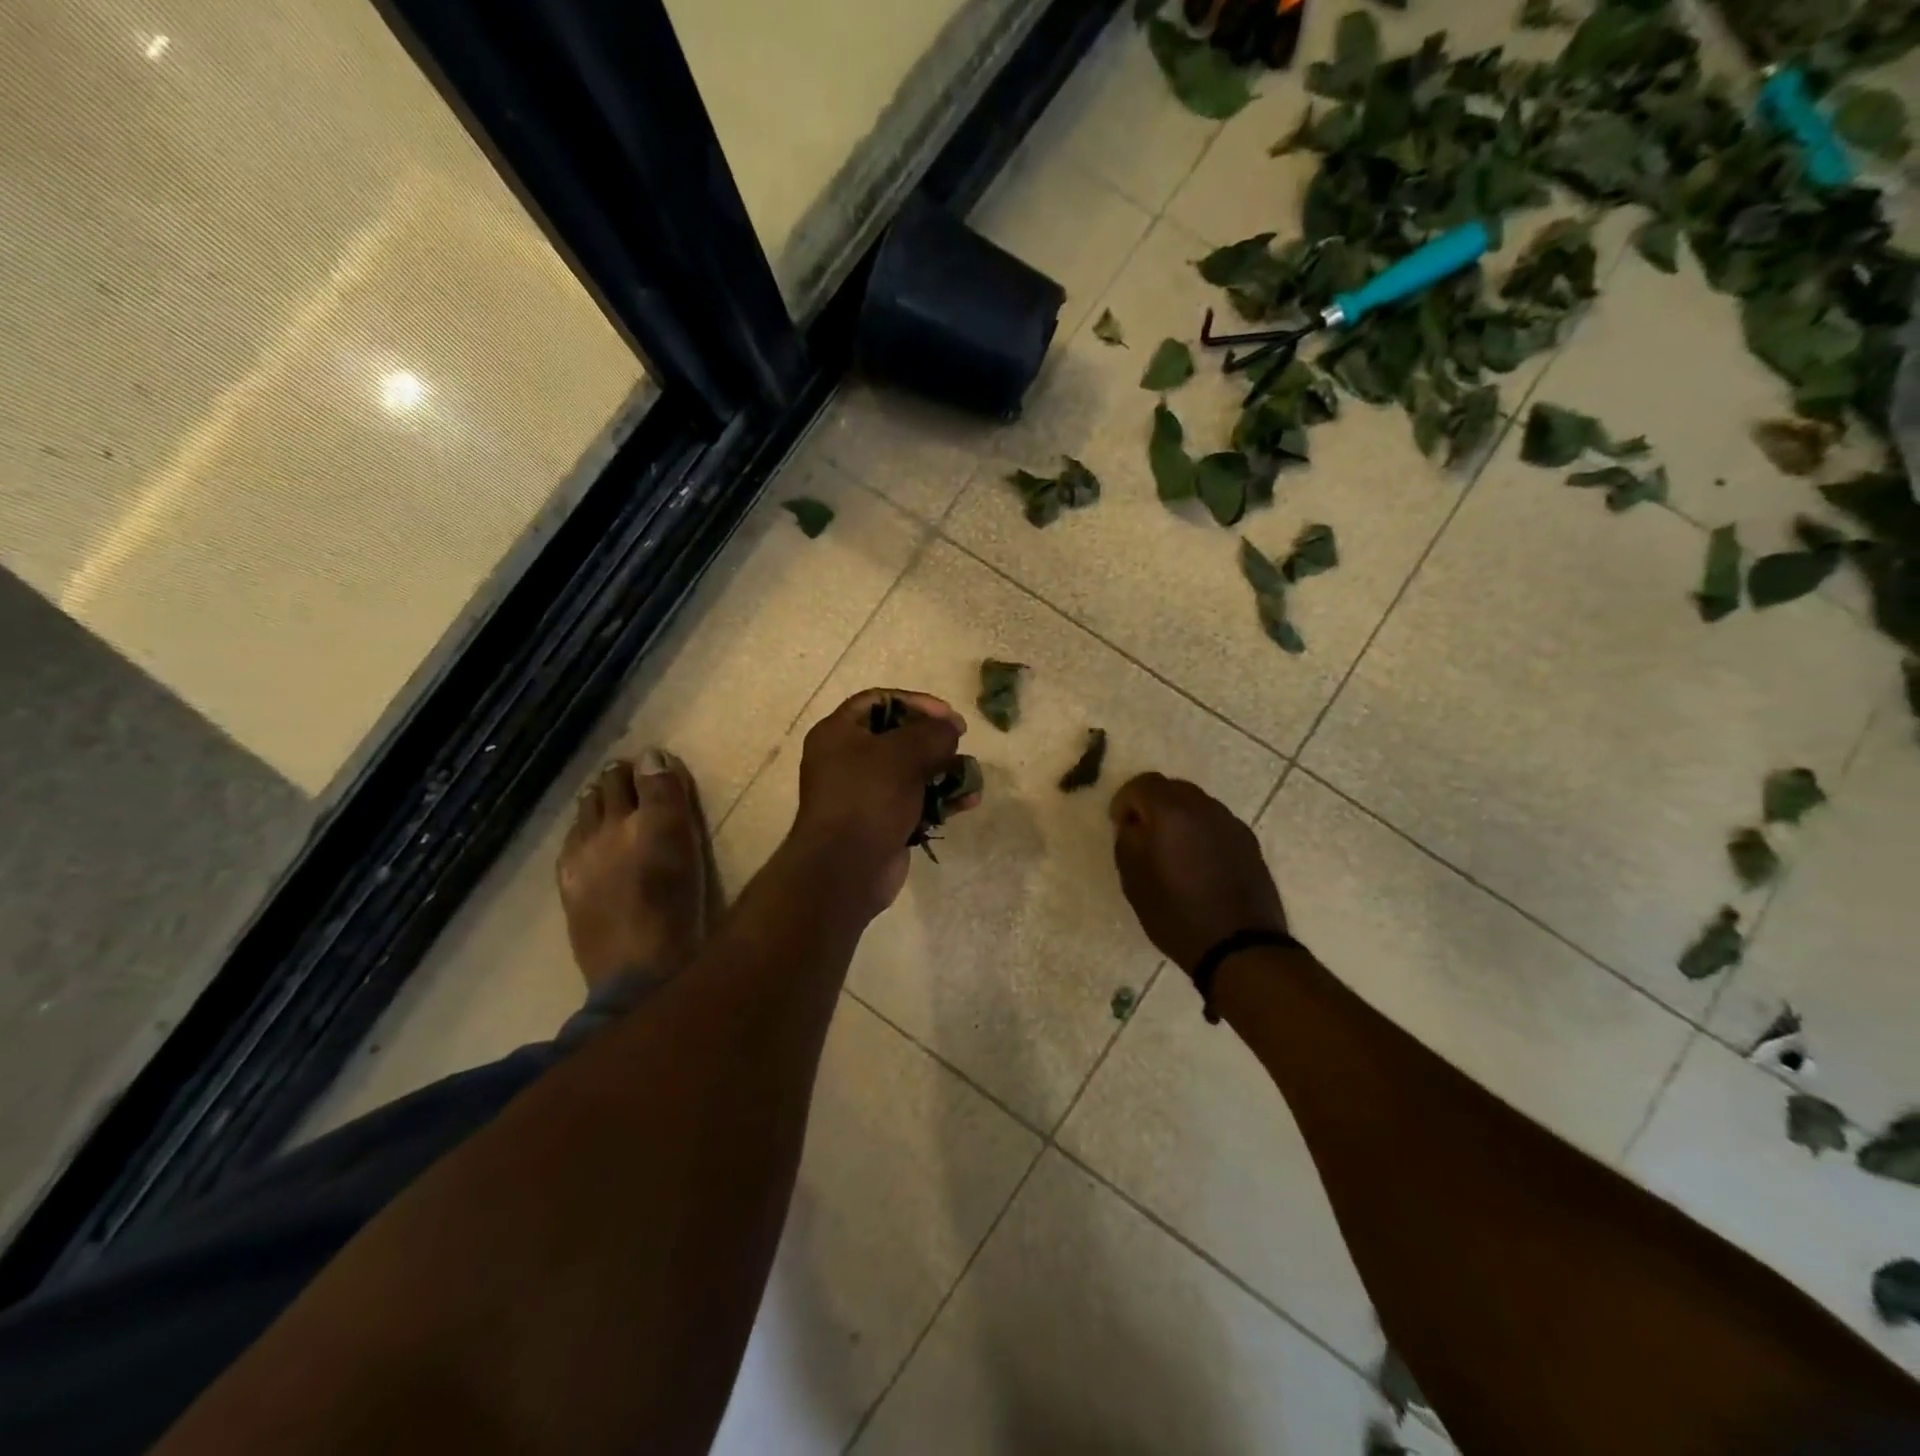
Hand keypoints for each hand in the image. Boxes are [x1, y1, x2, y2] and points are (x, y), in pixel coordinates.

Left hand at [790, 689, 973, 916]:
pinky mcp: (881, 822)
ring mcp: (864, 794)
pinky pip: (915, 801)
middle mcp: (847, 759)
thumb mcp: (904, 753)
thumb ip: (933, 733)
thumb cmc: (869, 798)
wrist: (847, 869)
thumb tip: (950, 728)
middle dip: (933, 740)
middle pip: (896, 736)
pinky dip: (940, 799)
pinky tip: (968, 802)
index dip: (915, 702)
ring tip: (971, 776)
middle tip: (959, 744)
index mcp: (838, 733)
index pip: (878, 701)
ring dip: (944, 771)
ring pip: (910, 771)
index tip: (947, 715)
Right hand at [1109, 773, 1287, 972]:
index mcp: (1172, 811)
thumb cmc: (1175, 913)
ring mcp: (1231, 824)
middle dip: (1152, 805)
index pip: (1142, 783)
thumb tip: (1133, 823)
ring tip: (1171, 852)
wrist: (1239, 946)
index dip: (1124, 800)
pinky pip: (1216, 824)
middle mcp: (1205, 808)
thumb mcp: (1133, 879)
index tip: (1119, 825)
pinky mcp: (1249, 843)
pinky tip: (1198, 865)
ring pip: (1196, 805)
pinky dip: (1200, 833)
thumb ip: (1127, 839)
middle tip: (1142, 835)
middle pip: (1172, 788)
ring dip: (1178, 818)